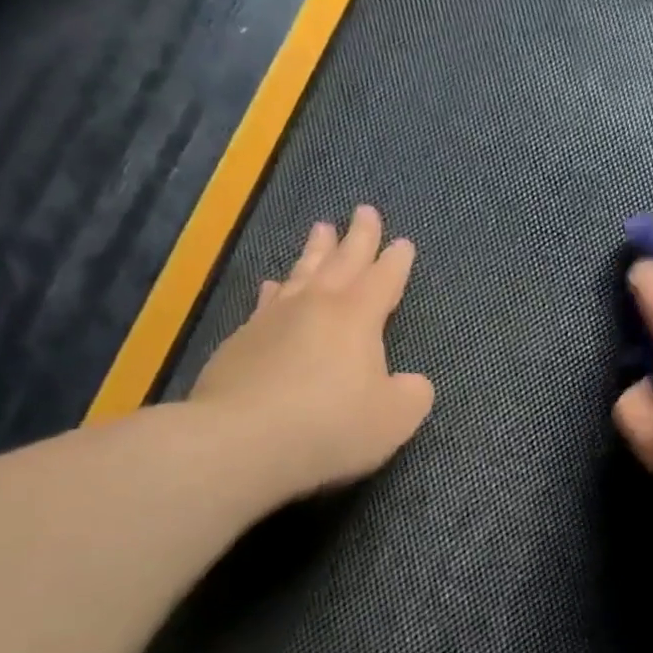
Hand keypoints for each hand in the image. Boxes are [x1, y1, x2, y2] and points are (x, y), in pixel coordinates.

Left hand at [189, 205, 433, 502]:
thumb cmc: (332, 426)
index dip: (396, 262)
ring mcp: (272, 320)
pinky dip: (275, 290)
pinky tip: (272, 285)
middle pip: (341, 262)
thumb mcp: (394, 418)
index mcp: (357, 318)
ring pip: (301, 274)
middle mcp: (315, 306)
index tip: (403, 242)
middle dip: (357, 237)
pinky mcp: (240, 342)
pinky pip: (266, 302)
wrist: (242, 442)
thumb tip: (412, 383)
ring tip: (320, 229)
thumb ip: (412, 394)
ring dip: (315, 252)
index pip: (383, 280)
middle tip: (364, 211)